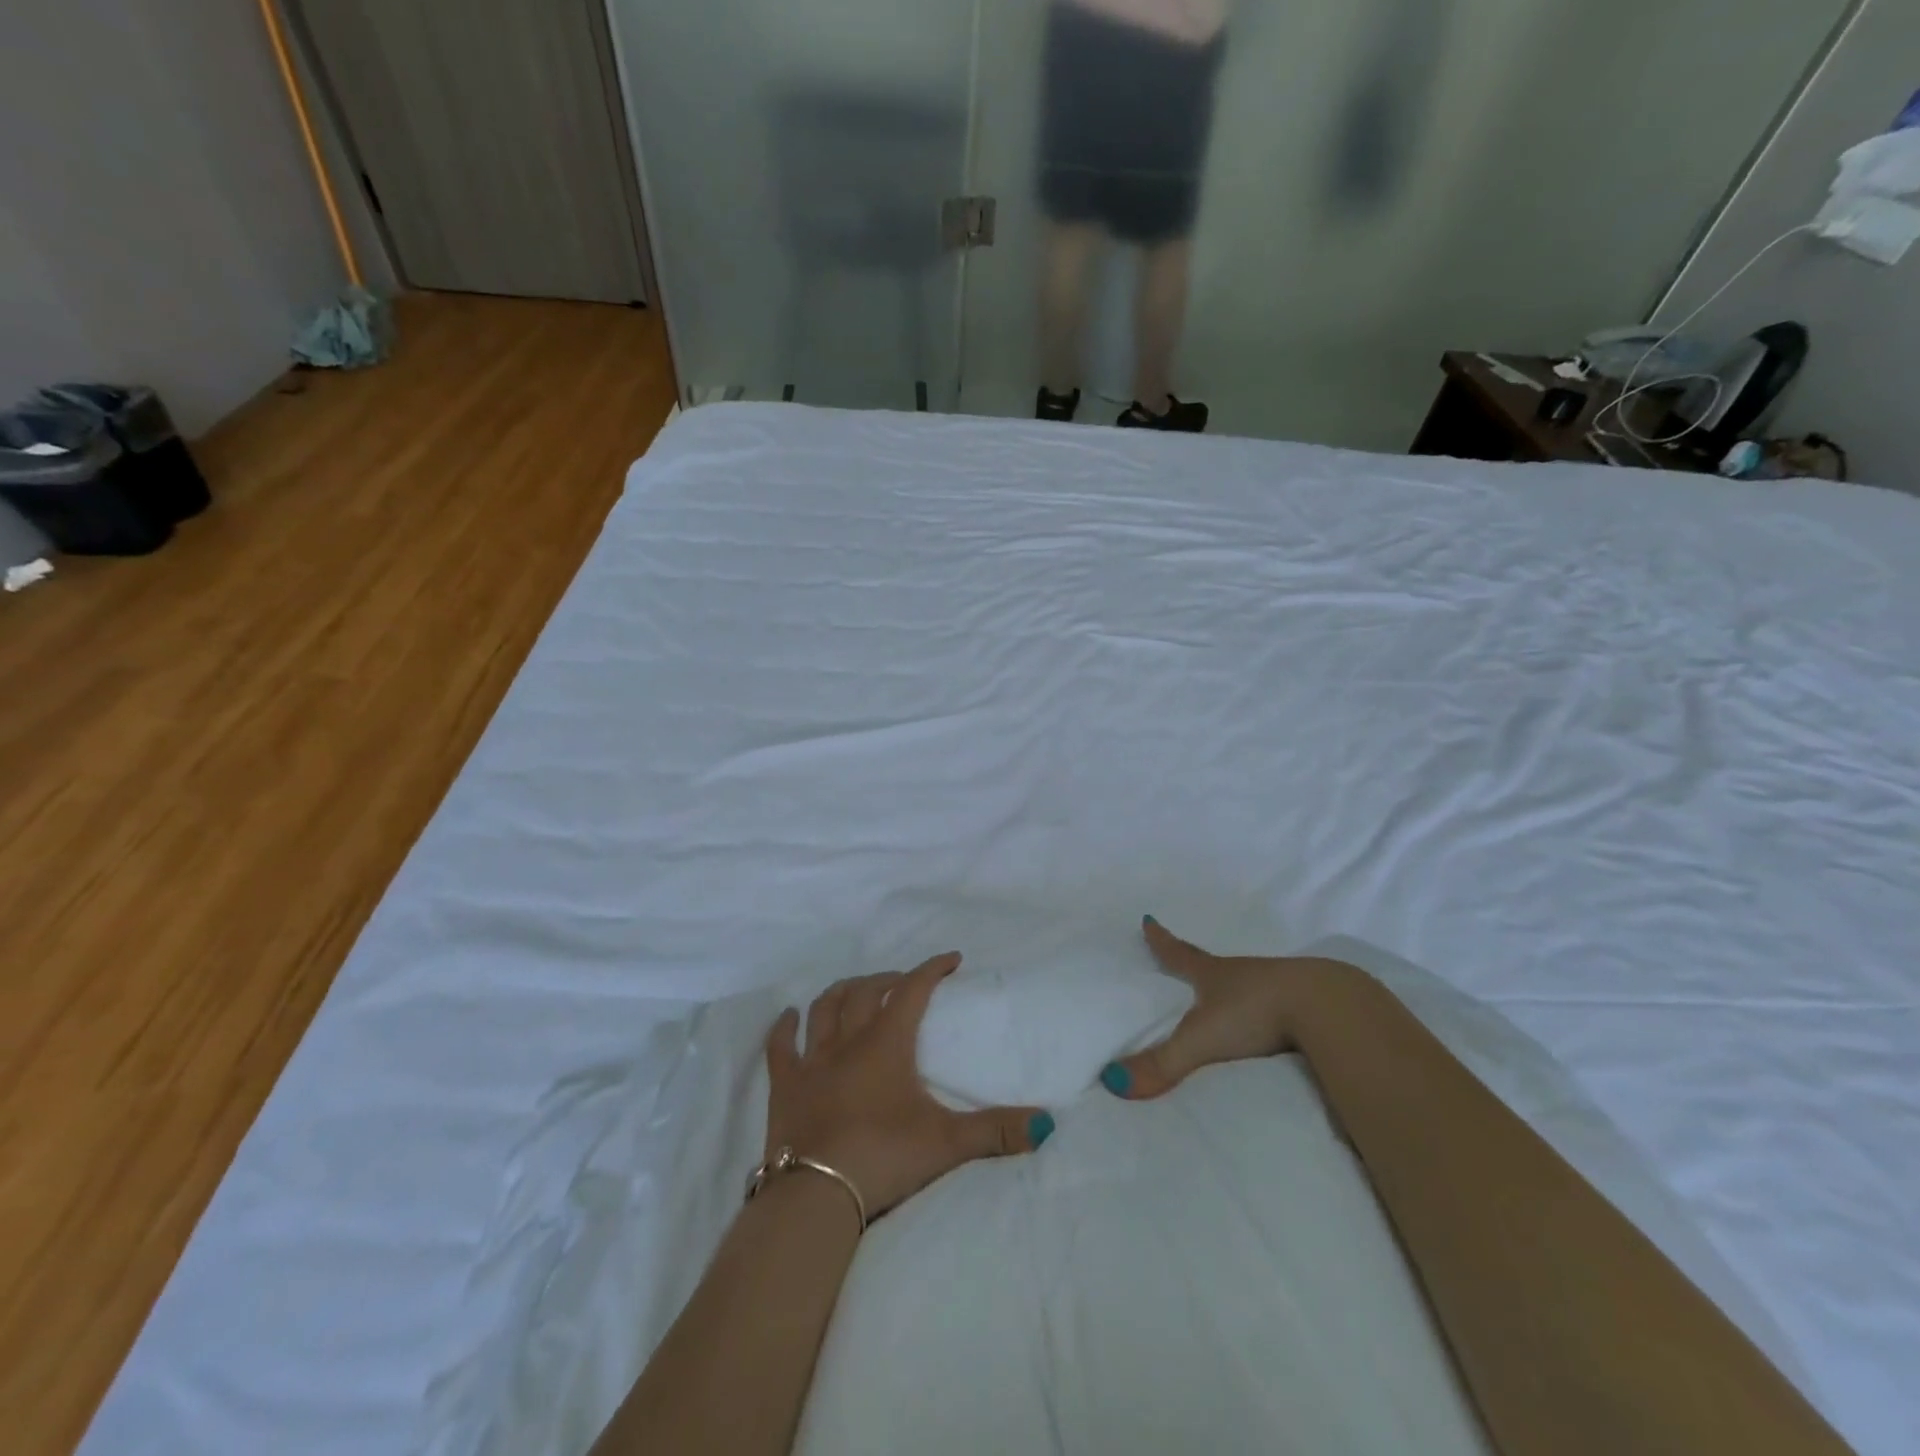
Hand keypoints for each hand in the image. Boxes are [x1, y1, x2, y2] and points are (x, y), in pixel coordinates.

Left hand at [764, 953, 1054, 1220]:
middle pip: (868, 992)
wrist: (816, 1195)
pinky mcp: (785, 1086)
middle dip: (888, 980)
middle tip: (904, 982)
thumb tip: (1047, 1125)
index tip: (950, 959)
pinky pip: (780, 1047)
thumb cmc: (884, 1157)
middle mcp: (849, 1041)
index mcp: (887, 1044)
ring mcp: (812, 1061)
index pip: (914, 991)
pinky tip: (788, 1016)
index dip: (932, 969)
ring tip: (856, 988)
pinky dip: (783, 1028)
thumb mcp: (947, 1144)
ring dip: (842, 992)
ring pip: (825, 1009)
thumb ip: (996, 1131)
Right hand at [1100, 917, 1343, 1100]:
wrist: (1328, 1008)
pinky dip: (1272, 1014)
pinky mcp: (1310, 1007)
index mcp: (1215, 975)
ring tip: (1230, 1003)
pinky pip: (1282, 1007)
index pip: (1181, 954)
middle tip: (1188, 965)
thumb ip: (1162, 1063)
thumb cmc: (1255, 1012)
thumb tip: (1112, 1082)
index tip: (1149, 921)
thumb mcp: (1201, 1039)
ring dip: (1238, 992)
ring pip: (1251, 986)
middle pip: (1215, 967)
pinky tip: (1276, 1029)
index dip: (1162, 942)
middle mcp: (1244, 974)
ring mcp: (1280, 987)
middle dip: (1199, 967)